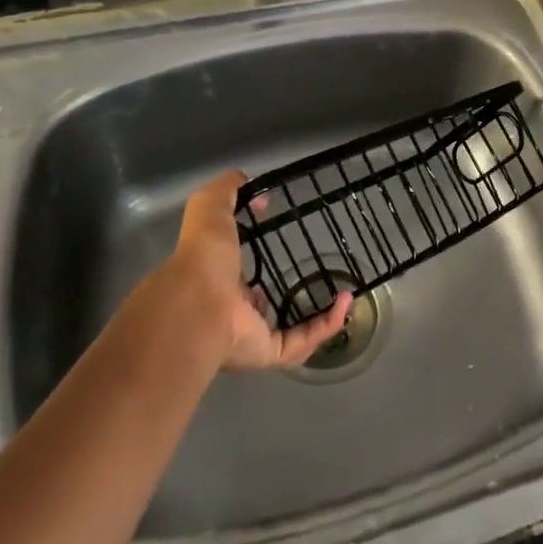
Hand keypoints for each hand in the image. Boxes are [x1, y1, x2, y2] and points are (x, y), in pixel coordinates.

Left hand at [150, 168, 352, 371]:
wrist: (197, 307)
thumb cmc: (202, 257)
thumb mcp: (209, 208)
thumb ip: (227, 191)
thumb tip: (258, 195)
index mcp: (213, 277)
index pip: (235, 270)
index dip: (253, 258)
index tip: (278, 240)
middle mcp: (229, 310)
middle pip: (259, 305)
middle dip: (284, 293)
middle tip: (318, 276)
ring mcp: (248, 335)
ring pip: (287, 330)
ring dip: (317, 316)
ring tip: (344, 296)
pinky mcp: (266, 353)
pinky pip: (301, 343)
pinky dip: (325, 326)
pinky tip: (345, 304)